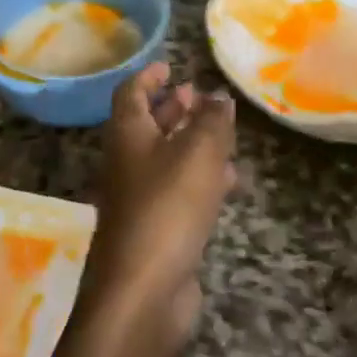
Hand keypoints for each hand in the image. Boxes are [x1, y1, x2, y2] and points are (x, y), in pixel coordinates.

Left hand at [88, 63, 237, 342]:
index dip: (150, 76)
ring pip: (165, 157)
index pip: (131, 93)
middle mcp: (127, 162)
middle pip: (147, 124)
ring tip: (222, 132)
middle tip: (199, 96)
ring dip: (190, 141)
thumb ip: (212, 122)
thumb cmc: (167, 208)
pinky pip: (179, 190)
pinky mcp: (157, 228)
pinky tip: (229, 180)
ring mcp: (139, 198)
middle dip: (173, 107)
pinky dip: (201, 177)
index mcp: (127, 135)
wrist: (142, 291)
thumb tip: (219, 96)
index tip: (171, 65)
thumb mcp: (198, 155)